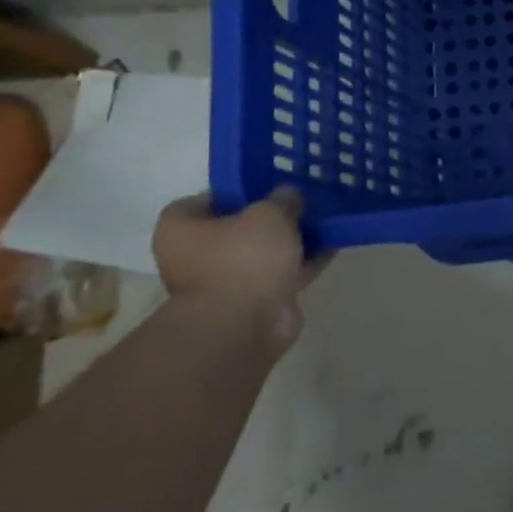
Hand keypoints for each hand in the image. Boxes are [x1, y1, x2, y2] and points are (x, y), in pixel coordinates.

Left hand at [153, 188, 327, 348]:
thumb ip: (282, 199)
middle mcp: (195, 255)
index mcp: (181, 229)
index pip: (205, 200)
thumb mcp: (270, 213)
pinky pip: (281, 273)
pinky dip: (302, 262)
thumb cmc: (243, 258)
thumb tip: (288, 195)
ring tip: (323, 222)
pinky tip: (331, 247)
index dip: (235, 192)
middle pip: (237, 228)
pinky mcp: (253, 301)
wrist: (244, 324)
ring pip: (262, 252)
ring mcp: (224, 281)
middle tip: (300, 202)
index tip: (266, 187)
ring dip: (289, 241)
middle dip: (269, 218)